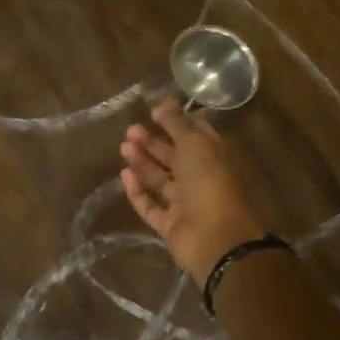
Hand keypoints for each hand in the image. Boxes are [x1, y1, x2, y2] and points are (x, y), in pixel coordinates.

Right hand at [120, 100, 270, 285]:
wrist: (215, 237)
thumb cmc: (209, 183)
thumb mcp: (194, 144)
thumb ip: (177, 123)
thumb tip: (164, 102)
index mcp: (213, 158)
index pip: (195, 135)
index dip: (176, 122)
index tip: (154, 111)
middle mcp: (200, 179)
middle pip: (174, 157)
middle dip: (152, 142)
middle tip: (129, 130)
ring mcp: (185, 204)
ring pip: (160, 180)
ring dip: (142, 163)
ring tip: (123, 147)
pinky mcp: (170, 225)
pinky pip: (150, 205)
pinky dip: (137, 191)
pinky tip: (124, 175)